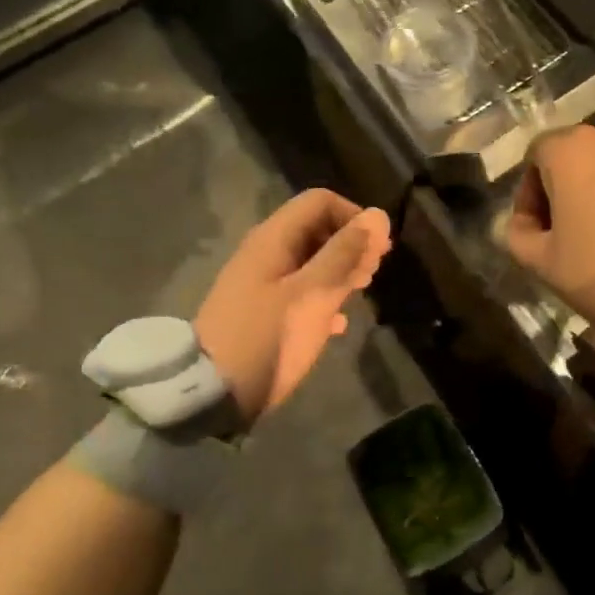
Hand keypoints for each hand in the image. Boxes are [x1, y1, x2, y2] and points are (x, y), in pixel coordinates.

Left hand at [196, 190, 391, 420]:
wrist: (213, 392)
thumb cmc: (268, 337)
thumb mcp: (313, 294)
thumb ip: (345, 254)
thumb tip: (379, 216)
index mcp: (274, 239)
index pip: (320, 202)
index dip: (355, 217)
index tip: (380, 249)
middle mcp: (267, 253)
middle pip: (316, 230)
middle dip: (351, 245)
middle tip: (373, 274)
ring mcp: (263, 284)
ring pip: (311, 262)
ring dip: (341, 271)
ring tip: (361, 293)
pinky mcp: (264, 313)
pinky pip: (302, 293)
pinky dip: (324, 298)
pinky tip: (338, 324)